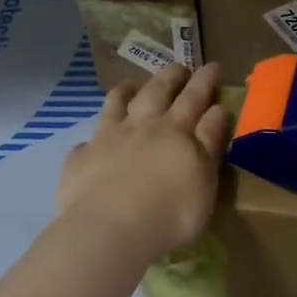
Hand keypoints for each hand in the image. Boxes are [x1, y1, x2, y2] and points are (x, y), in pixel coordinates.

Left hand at [57, 63, 228, 259]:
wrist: (111, 230)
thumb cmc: (170, 212)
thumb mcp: (205, 179)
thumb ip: (210, 143)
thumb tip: (216, 109)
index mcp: (175, 131)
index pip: (194, 98)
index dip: (204, 81)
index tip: (212, 65)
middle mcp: (140, 127)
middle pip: (156, 93)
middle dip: (169, 76)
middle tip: (178, 66)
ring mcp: (106, 139)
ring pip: (115, 105)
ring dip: (125, 92)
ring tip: (131, 85)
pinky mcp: (80, 160)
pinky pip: (85, 143)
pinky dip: (91, 140)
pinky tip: (90, 144)